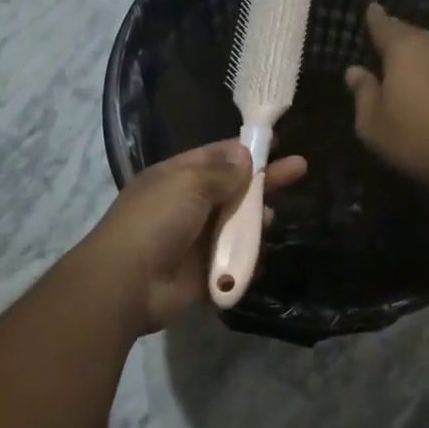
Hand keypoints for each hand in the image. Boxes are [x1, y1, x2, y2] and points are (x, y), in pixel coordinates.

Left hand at [75, 141, 306, 335]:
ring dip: (256, 221)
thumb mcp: (187, 184)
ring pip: (238, 225)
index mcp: (177, 177)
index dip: (245, 150)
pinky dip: (249, 257)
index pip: (217, 156)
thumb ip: (221, 172)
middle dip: (264, 181)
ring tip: (269, 218)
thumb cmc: (155, 222)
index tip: (275, 143)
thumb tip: (244, 155)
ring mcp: (197, 239)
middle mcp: (188, 205)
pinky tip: (262, 253)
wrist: (128, 284)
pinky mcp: (205, 271)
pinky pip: (235, 260)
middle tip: (300, 169)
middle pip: (233, 189)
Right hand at [344, 3, 428, 187]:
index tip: (370, 8)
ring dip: (413, 51)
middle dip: (393, 34)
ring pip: (427, 46)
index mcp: (404, 48)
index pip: (383, 24)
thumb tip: (354, 71)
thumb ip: (362, 92)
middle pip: (408, 32)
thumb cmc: (413, 135)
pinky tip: (422, 78)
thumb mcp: (372, 122)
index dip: (374, 17)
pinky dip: (428, 66)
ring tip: (398, 59)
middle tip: (379, 38)